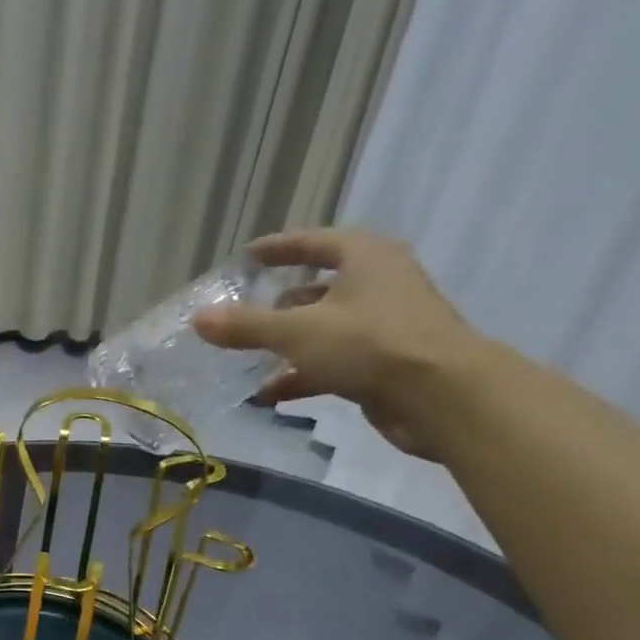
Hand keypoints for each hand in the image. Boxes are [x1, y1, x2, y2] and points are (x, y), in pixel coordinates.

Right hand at [191, 227, 481, 458]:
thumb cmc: (370, 344)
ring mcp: (384, 327)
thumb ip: (246, 325)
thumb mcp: (298, 331)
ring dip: (287, 346)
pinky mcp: (384, 365)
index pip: (316, 242)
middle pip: (319, 289)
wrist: (442, 397)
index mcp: (366, 259)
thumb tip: (198, 318)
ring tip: (248, 360)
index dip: (280, 247)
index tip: (249, 256)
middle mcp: (379, 285)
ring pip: (324, 330)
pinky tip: (269, 395)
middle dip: (279, 305)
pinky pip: (333, 363)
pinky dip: (302, 375)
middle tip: (244, 315)